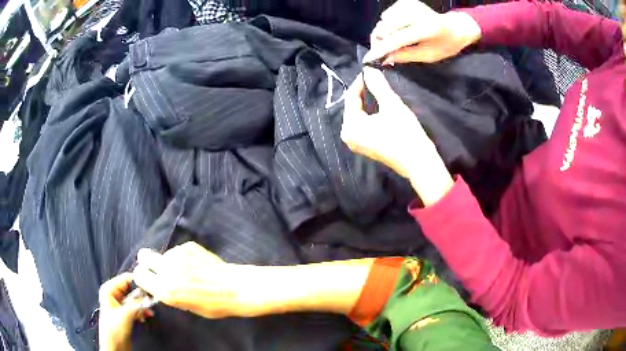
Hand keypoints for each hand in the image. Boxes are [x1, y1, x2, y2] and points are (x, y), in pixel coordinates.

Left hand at [99, 273, 152, 350]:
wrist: (114, 346)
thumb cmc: (113, 330)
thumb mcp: (126, 314)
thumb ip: (137, 304)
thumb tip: (148, 296)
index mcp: (109, 289)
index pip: (126, 279)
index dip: (139, 283)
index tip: (150, 287)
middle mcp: (113, 294)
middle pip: (131, 289)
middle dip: (142, 295)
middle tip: (152, 299)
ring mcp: (119, 304)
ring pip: (135, 299)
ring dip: (143, 304)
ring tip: (150, 309)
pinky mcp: (125, 313)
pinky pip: (136, 307)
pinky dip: (142, 310)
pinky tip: (147, 315)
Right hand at [133, 242, 259, 318]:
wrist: (235, 288)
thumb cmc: (212, 304)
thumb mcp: (185, 305)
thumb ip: (167, 293)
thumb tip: (157, 284)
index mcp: (165, 289)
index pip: (138, 275)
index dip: (143, 277)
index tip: (149, 280)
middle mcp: (167, 269)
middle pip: (143, 256)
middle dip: (148, 263)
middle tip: (159, 270)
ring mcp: (177, 254)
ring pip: (163, 254)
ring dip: (169, 261)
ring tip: (188, 270)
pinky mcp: (188, 245)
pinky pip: (178, 251)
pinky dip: (183, 257)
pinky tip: (197, 264)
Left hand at [341, 67, 452, 205]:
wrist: (419, 163)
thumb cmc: (405, 133)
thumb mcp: (392, 105)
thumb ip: (378, 85)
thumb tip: (368, 68)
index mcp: (350, 126)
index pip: (351, 96)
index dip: (361, 81)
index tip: (370, 70)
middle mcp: (348, 135)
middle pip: (353, 106)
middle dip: (364, 91)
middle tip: (376, 78)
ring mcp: (356, 143)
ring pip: (359, 114)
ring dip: (369, 102)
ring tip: (379, 89)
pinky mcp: (366, 146)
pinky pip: (364, 124)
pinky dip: (371, 113)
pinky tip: (380, 105)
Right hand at [364, 0, 480, 64]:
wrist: (454, 28)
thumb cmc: (444, 45)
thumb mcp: (428, 56)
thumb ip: (405, 56)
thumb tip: (384, 58)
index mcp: (426, 29)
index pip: (397, 39)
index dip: (381, 49)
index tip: (368, 58)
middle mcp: (416, 13)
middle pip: (386, 27)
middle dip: (380, 41)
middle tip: (382, 52)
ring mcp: (410, 5)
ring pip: (384, 21)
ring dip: (384, 33)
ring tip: (394, 41)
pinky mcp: (406, 2)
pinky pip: (388, 15)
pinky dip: (389, 24)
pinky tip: (400, 28)